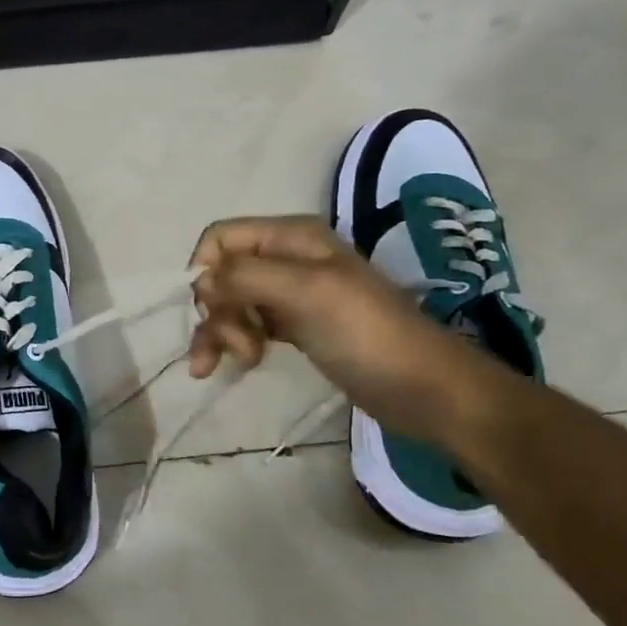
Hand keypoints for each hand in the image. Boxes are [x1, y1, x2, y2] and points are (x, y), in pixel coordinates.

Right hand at [186, 216, 485, 443]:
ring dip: (221, 332)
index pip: (221, 237)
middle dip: (217, 310)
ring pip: (230, 303)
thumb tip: (201, 280)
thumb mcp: (307, 292)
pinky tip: (238, 366)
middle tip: (238, 348)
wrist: (426, 389)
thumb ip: (247, 276)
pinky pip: (247, 325)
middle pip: (222, 273)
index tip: (209, 309)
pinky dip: (234, 343)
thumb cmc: (367, 334)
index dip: (205, 270)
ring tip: (236, 364)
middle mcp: (286, 258)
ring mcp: (290, 294)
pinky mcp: (294, 327)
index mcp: (291, 236)